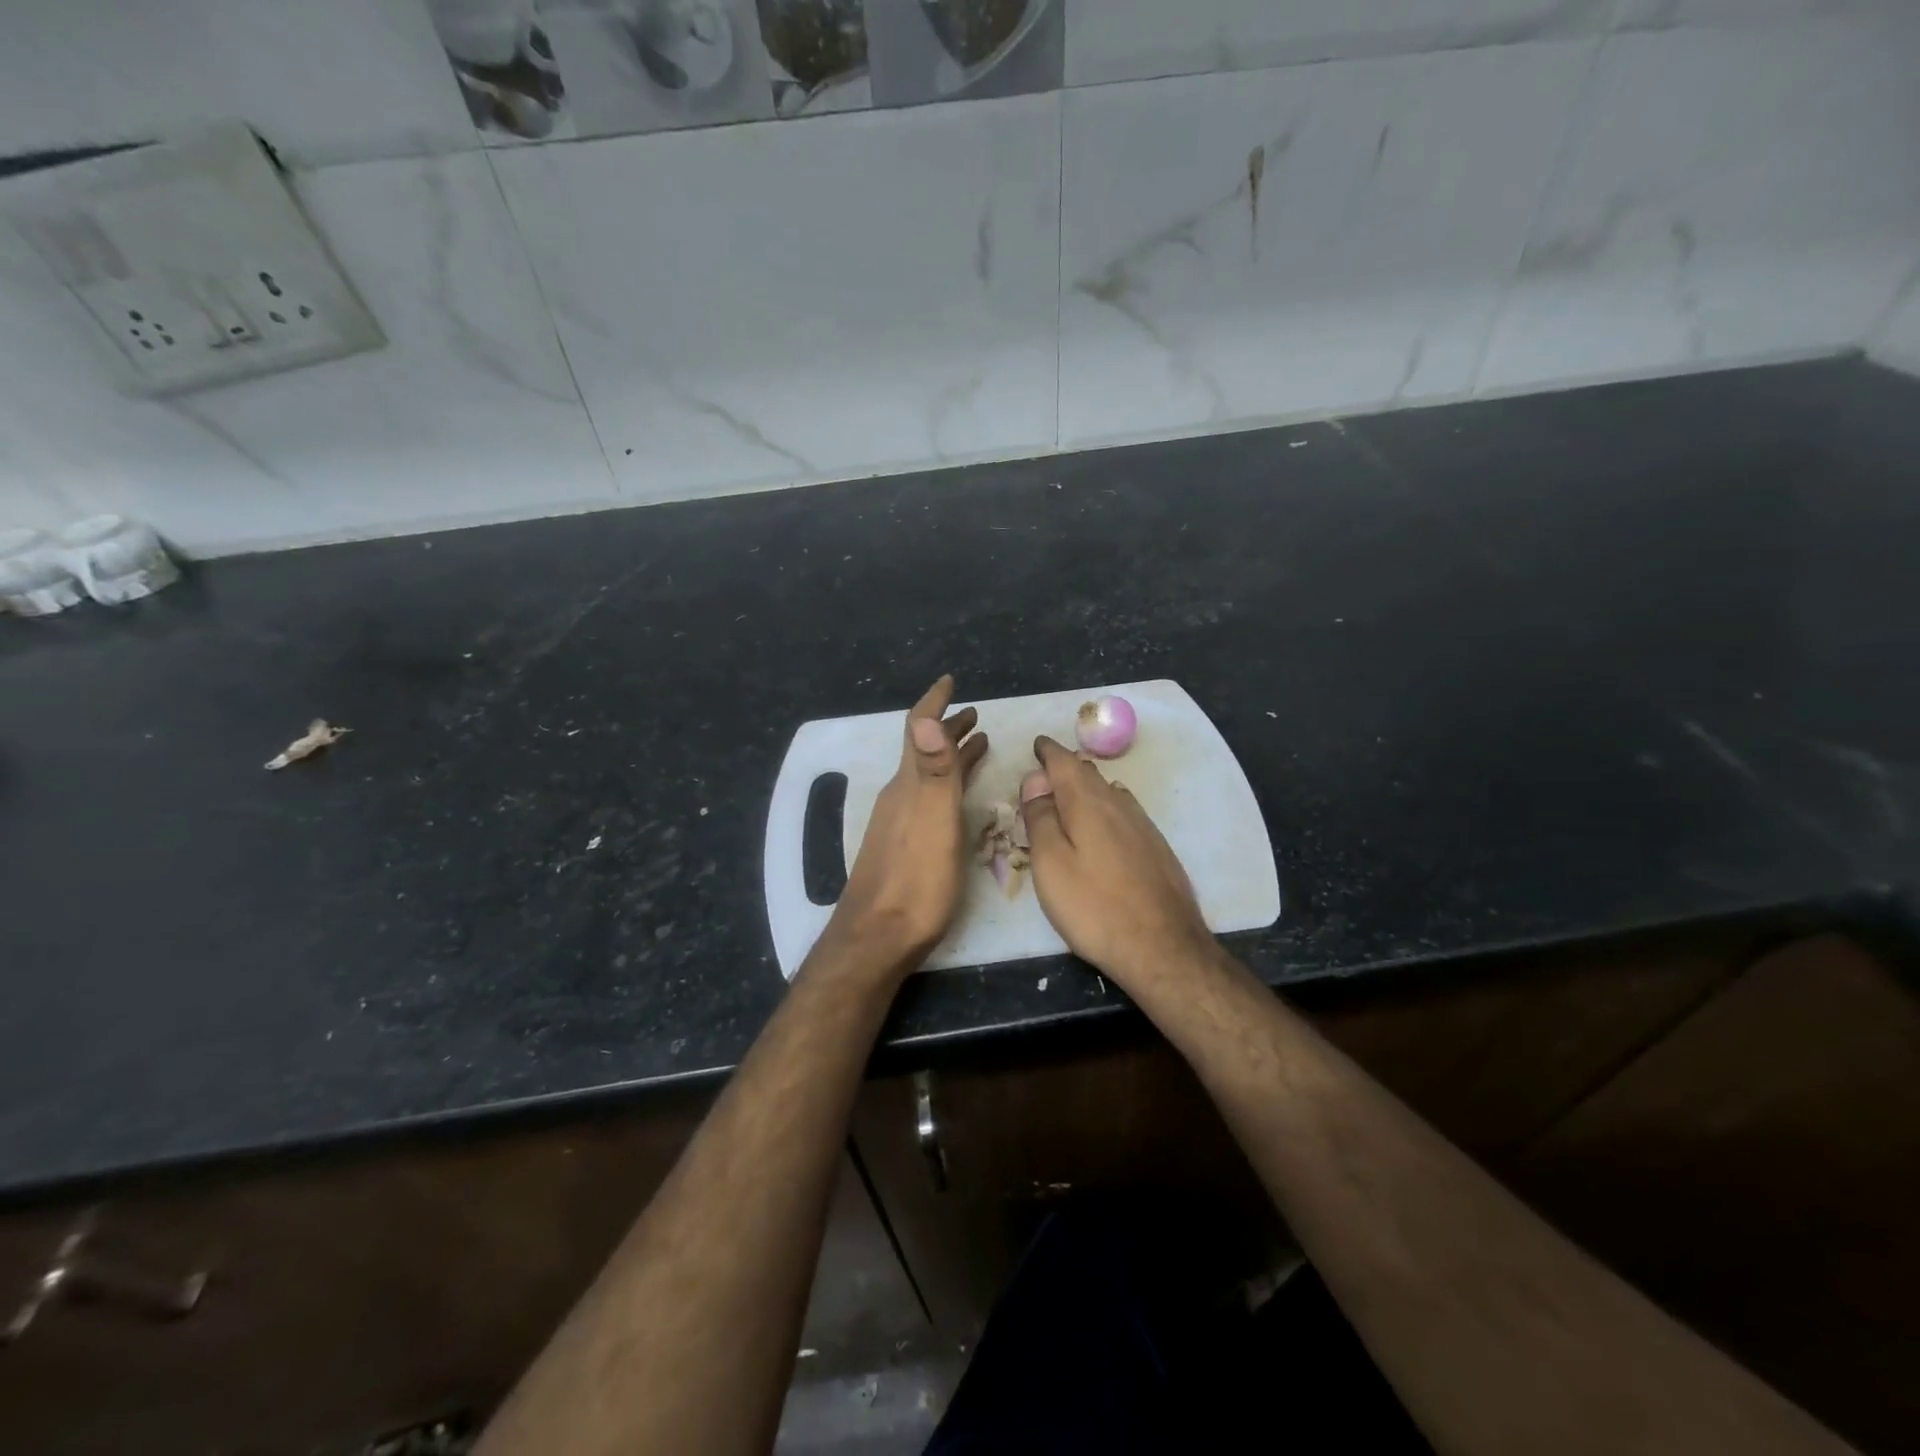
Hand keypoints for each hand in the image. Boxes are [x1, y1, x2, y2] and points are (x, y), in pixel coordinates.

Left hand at [822, 676, 987, 974]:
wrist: (877, 937)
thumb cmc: (915, 880)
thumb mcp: (932, 822)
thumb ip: (933, 771)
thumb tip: (927, 716)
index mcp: (909, 785)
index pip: (920, 731)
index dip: (934, 702)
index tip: (949, 680)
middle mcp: (901, 796)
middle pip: (925, 751)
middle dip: (949, 728)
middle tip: (975, 713)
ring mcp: (900, 822)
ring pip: (929, 776)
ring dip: (951, 756)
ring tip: (977, 744)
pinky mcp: (905, 845)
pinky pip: (930, 799)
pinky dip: (949, 784)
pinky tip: (956, 798)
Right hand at [1020, 736, 1216, 989]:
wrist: (1162, 947)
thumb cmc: (1094, 907)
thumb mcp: (1051, 864)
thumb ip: (1040, 818)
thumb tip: (1035, 780)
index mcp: (1088, 803)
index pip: (1065, 762)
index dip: (1048, 752)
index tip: (1037, 746)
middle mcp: (1119, 804)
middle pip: (1089, 774)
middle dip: (1067, 767)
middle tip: (1048, 770)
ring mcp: (1143, 825)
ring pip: (1110, 792)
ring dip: (1088, 787)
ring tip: (1072, 794)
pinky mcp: (1157, 848)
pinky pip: (1125, 812)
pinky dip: (1107, 807)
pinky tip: (1106, 824)